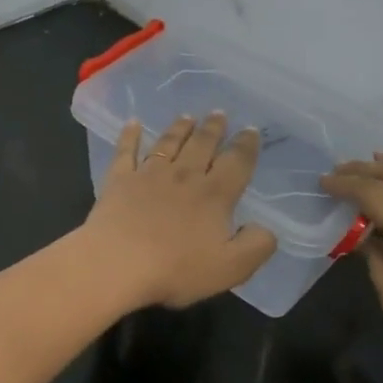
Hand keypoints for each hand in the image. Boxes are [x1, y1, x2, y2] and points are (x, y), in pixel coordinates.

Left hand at [81, 114, 277, 309]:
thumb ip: (256, 245)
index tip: (251, 130)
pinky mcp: (119, 180)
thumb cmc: (176, 269)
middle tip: (219, 113)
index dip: (246, 146)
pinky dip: (130, 135)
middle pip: (202, 145)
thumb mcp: (231, 268)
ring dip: (179, 128)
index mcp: (214, 195)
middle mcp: (183, 176)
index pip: (237, 163)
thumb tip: (265, 227)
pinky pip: (125, 151)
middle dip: (213, 128)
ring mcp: (148, 175)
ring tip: (187, 116)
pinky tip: (132, 123)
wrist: (117, 264)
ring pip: (168, 143)